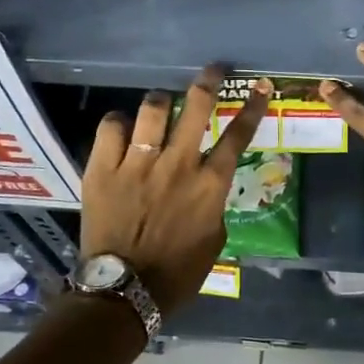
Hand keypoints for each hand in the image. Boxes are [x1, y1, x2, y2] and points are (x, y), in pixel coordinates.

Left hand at [81, 67, 271, 314]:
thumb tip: (206, 187)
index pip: (238, 135)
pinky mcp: (102, 169)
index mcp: (210, 184)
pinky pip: (110, 128)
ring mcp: (138, 164)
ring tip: (160, 104)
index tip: (260, 86)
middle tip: (212, 70)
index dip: (253, 107)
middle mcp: (177, 165)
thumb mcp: (214, 240)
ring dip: (160, 101)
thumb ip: (213, 204)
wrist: (124, 292)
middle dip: (207, 81)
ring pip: (152, 109)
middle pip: (196, 107)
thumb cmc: (178, 273)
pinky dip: (118, 123)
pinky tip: (122, 127)